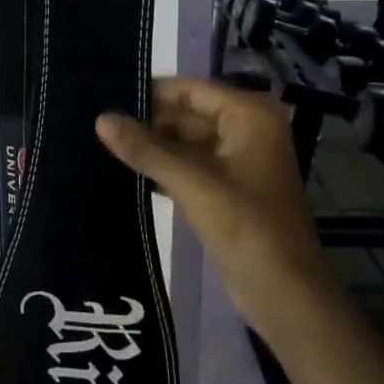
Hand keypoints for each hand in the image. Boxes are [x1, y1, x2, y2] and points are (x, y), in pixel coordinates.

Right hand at [96, 78, 330, 333]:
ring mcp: (239, 162)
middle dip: (148, 121)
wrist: (285, 293)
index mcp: (249, 116)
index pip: (191, 89)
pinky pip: (190, 167)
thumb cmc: (246, 227)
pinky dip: (164, 168)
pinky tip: (127, 172)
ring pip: (186, 142)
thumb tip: (101, 118)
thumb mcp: (192, 182)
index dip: (151, 92)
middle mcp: (247, 131)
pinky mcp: (228, 190)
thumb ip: (145, 149)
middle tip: (98, 124)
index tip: (106, 95)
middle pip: (188, 114)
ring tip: (103, 144)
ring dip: (153, 146)